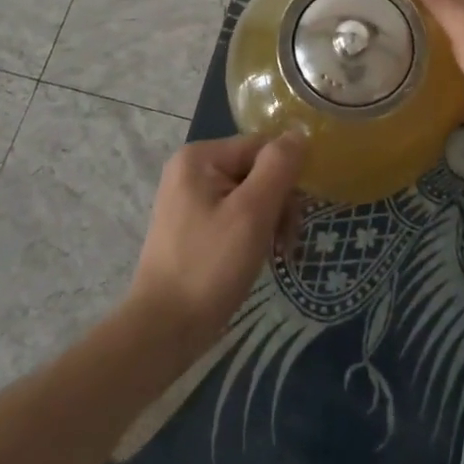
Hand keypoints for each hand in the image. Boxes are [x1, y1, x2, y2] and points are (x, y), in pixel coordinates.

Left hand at [125, 132, 305, 351]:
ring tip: (275, 255)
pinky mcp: (192, 226)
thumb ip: (278, 167)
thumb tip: (300, 132)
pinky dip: (252, 233)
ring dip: (269, 222)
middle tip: (285, 244)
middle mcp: (191, 169)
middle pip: (256, 170)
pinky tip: (258, 257)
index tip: (294, 218)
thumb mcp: (252, 213)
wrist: (163, 331)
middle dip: (278, 204)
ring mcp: (189, 198)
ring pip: (249, 195)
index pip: (261, 148)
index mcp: (200, 156)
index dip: (285, 178)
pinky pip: (234, 214)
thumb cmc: (209, 267)